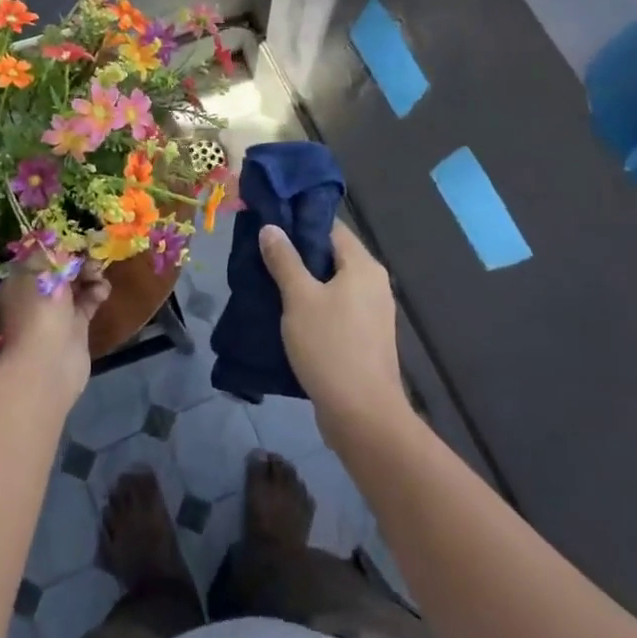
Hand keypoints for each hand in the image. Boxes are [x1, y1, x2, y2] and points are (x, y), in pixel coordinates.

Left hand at [0, 252, 108, 406]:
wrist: (49, 363)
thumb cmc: (39, 309)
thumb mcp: (44, 270)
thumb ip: (56, 250)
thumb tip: (63, 240)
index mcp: (20, 279)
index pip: (41, 253)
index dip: (60, 244)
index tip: (78, 237)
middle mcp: (36, 293)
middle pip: (61, 267)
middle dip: (78, 258)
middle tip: (92, 254)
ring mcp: (55, 310)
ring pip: (77, 283)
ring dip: (90, 274)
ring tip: (98, 273)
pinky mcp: (75, 325)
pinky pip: (88, 300)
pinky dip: (97, 292)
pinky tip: (102, 290)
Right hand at [258, 220, 409, 447]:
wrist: (362, 415)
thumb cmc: (330, 347)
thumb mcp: (299, 298)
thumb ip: (284, 260)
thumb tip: (271, 227)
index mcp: (363, 265)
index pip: (331, 227)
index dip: (300, 222)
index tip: (270, 223)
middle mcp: (374, 283)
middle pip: (332, 255)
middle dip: (298, 253)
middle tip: (263, 253)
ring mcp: (373, 312)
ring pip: (333, 284)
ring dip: (304, 282)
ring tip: (268, 281)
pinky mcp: (366, 337)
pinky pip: (337, 308)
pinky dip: (315, 305)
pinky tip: (288, 314)